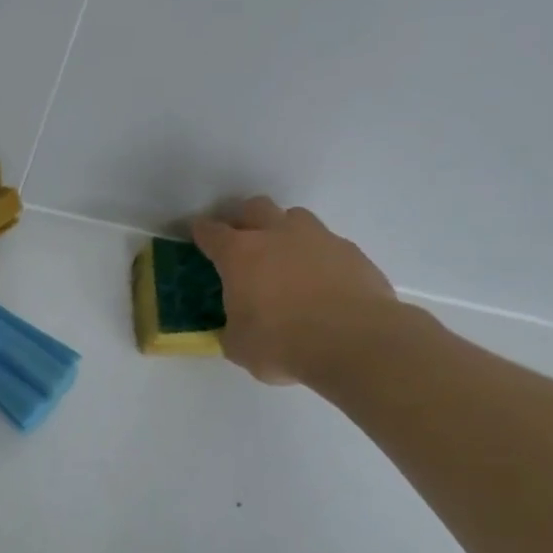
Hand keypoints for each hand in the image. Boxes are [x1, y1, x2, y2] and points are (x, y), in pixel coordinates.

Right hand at [191, 198, 398, 385]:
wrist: (355, 342)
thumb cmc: (282, 343)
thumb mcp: (238, 344)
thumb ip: (231, 327)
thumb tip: (234, 328)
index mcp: (239, 254)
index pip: (211, 232)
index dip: (200, 232)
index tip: (197, 236)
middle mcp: (277, 235)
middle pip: (254, 207)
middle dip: (243, 219)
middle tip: (239, 241)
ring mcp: (318, 239)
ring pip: (294, 217)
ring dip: (283, 230)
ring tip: (282, 257)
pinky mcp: (351, 252)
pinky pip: (326, 244)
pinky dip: (316, 256)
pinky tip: (318, 281)